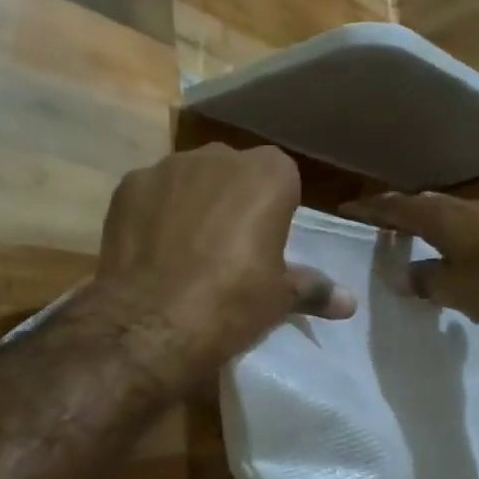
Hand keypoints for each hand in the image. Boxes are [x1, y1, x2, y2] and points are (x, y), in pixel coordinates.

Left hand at [90, 145, 355, 384]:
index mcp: (268, 174)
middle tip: (227, 247)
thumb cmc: (233, 302)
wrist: (153, 322)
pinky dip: (154, 213)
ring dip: (192, 203)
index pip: (281, 179)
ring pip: (189, 179)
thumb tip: (350, 303)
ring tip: (184, 250)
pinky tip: (151, 250)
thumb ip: (313, 289)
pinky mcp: (128, 186)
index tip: (266, 242)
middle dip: (233, 199)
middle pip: (233, 172)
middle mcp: (219, 156)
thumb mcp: (280, 298)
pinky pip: (151, 194)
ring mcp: (169, 167)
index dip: (274, 209)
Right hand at [342, 191, 478, 326]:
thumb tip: (404, 276)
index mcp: (438, 216)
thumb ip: (422, 280)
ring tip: (409, 241)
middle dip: (396, 214)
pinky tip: (450, 257)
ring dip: (424, 226)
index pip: (393, 207)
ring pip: (444, 215)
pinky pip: (465, 228)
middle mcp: (460, 208)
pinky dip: (448, 237)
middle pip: (419, 205)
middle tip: (377, 227)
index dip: (369, 209)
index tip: (346, 210)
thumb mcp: (451, 288)